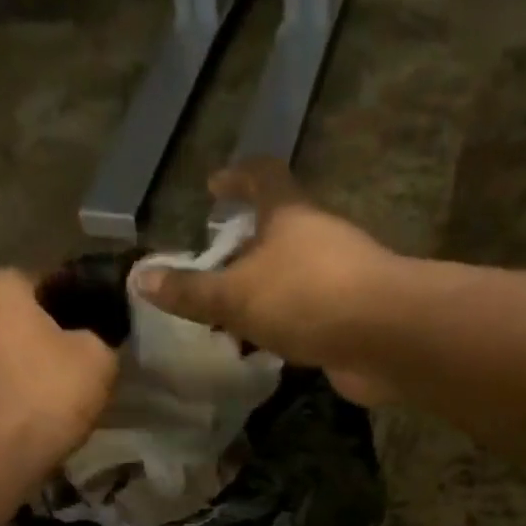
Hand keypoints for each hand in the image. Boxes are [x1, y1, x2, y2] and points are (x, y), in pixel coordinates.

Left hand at [0, 270, 116, 466]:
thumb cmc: (48, 395)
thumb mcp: (98, 360)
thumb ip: (95, 338)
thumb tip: (85, 340)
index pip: (36, 283)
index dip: (61, 309)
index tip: (78, 336)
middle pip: (1, 312)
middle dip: (23, 332)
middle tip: (53, 365)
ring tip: (23, 389)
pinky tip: (3, 408)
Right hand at [130, 160, 400, 405]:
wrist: (386, 338)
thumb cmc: (307, 298)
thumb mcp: (236, 295)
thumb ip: (191, 291)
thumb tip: (139, 278)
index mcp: (290, 215)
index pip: (262, 176)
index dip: (237, 177)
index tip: (213, 187)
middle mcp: (318, 238)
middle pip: (278, 231)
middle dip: (244, 247)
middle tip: (213, 268)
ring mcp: (339, 278)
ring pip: (291, 278)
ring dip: (262, 293)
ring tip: (229, 317)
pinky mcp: (350, 317)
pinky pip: (307, 315)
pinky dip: (282, 326)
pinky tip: (263, 349)